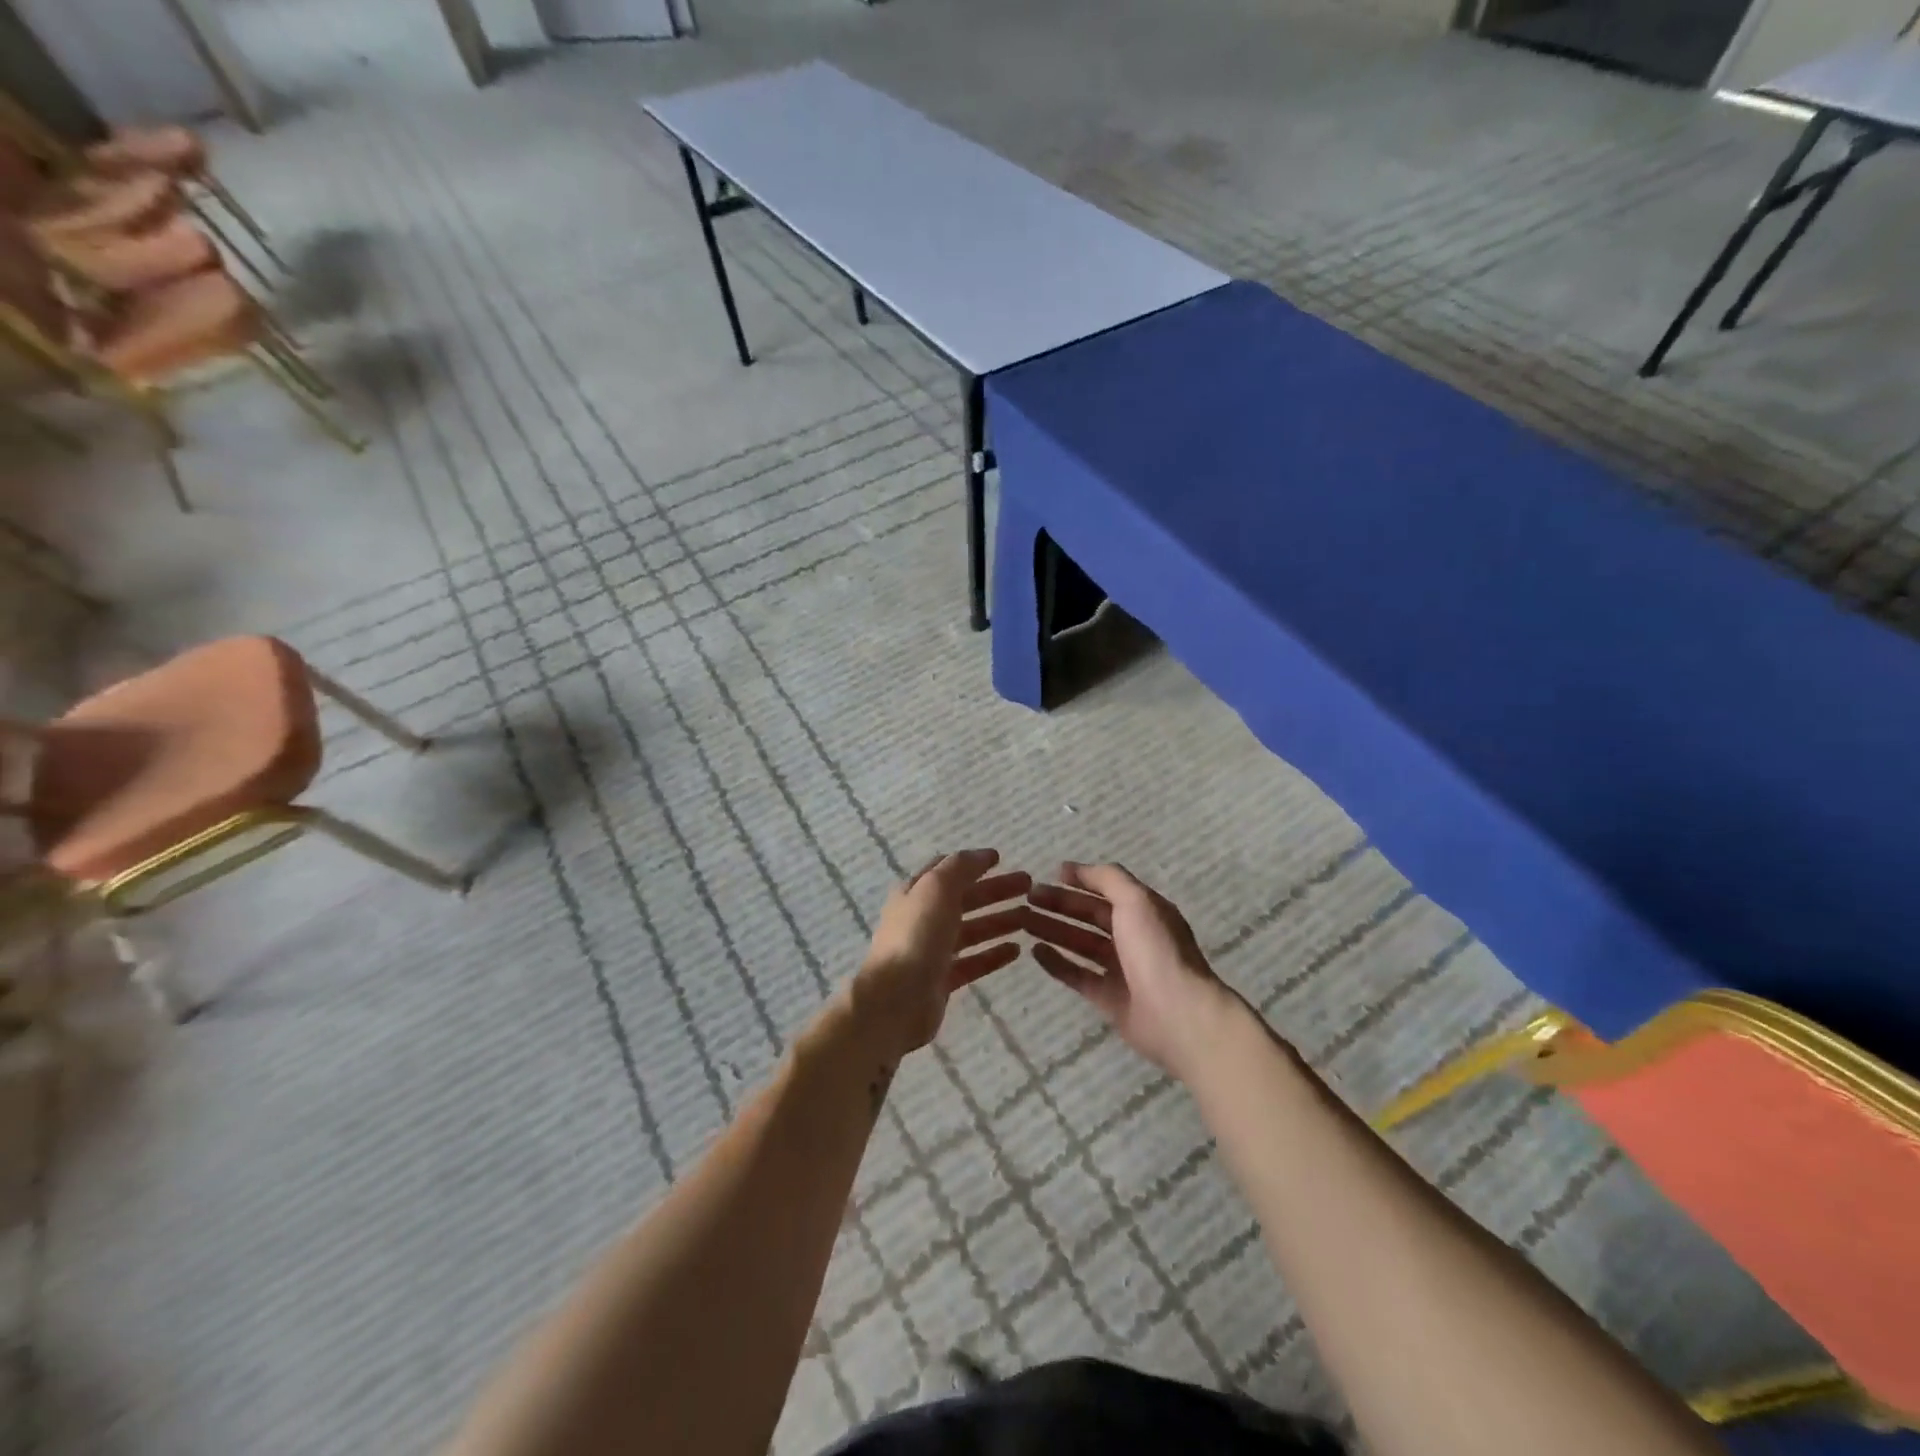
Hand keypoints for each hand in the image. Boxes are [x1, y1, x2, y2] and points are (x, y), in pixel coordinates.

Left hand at [847, 849, 1030, 1060]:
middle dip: (996, 890)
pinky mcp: (943, 980)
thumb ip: (960, 868)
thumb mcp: (937, 888)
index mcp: (916, 892)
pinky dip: (993, 954)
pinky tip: (1017, 951)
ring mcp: (933, 951)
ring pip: (972, 930)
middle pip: (965, 899)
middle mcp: (923, 918)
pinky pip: (974, 962)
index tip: (1002, 860)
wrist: (895, 1000)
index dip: (973, 863)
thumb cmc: (916, 936)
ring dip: (999, 921)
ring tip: (1030, 918)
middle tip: (1029, 886)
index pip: (947, 870)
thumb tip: (983, 854)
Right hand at [1026, 862, 1243, 1081]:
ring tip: (1022, 921)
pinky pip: (1077, 975)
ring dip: (1053, 929)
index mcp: (1144, 911)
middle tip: (1027, 898)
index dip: (1080, 880)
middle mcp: (1133, 937)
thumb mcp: (1136, 901)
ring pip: (1080, 943)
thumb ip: (1107, 878)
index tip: (1049, 874)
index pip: (1107, 889)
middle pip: (1090, 915)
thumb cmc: (1156, 950)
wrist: (1178, 1014)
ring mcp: (1121, 969)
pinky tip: (1034, 951)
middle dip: (1060, 904)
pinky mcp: (1108, 998)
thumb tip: (1074, 868)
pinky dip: (1056, 962)